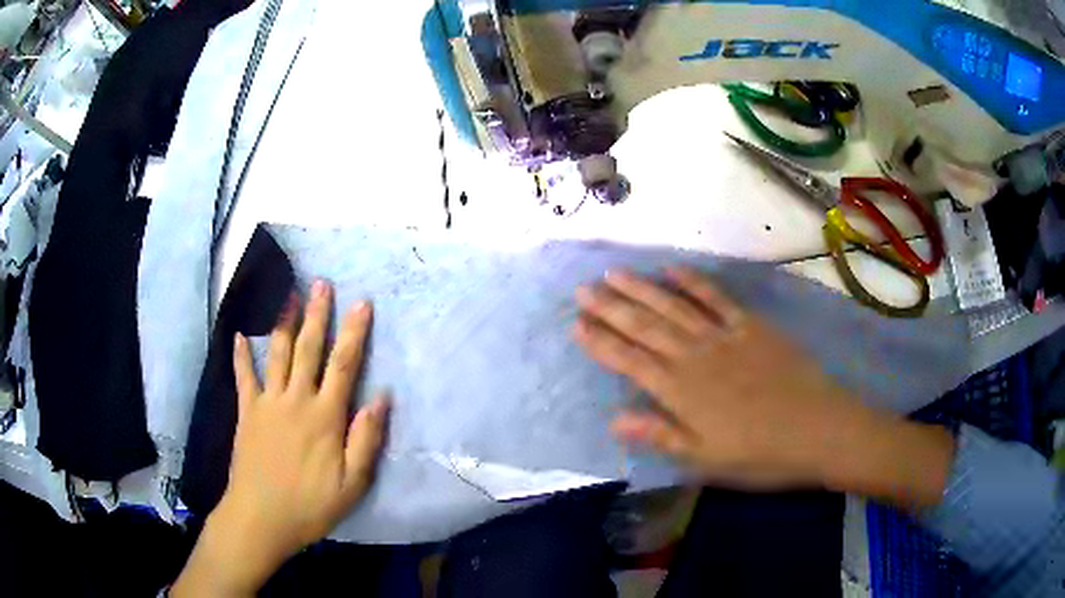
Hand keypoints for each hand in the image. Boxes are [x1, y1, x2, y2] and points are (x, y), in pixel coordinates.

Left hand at [174, 281, 388, 595]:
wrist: (260, 518)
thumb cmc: (310, 505)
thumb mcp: (352, 484)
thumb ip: (366, 440)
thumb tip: (381, 399)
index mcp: (324, 417)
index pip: (343, 366)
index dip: (353, 333)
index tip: (361, 303)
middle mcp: (296, 400)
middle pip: (308, 349)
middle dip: (317, 314)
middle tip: (322, 283)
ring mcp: (267, 403)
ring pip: (277, 354)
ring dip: (284, 322)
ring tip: (289, 294)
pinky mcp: (246, 412)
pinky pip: (244, 377)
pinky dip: (241, 356)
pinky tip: (238, 336)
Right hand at [575, 267, 883, 488]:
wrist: (817, 429)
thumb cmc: (759, 454)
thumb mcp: (705, 459)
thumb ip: (660, 435)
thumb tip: (614, 419)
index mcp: (681, 392)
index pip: (630, 361)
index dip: (601, 343)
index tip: (576, 324)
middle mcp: (695, 356)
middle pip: (645, 327)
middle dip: (611, 308)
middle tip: (583, 289)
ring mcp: (723, 336)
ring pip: (673, 307)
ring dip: (641, 289)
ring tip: (614, 274)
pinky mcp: (750, 326)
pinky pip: (716, 298)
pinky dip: (693, 282)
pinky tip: (672, 269)